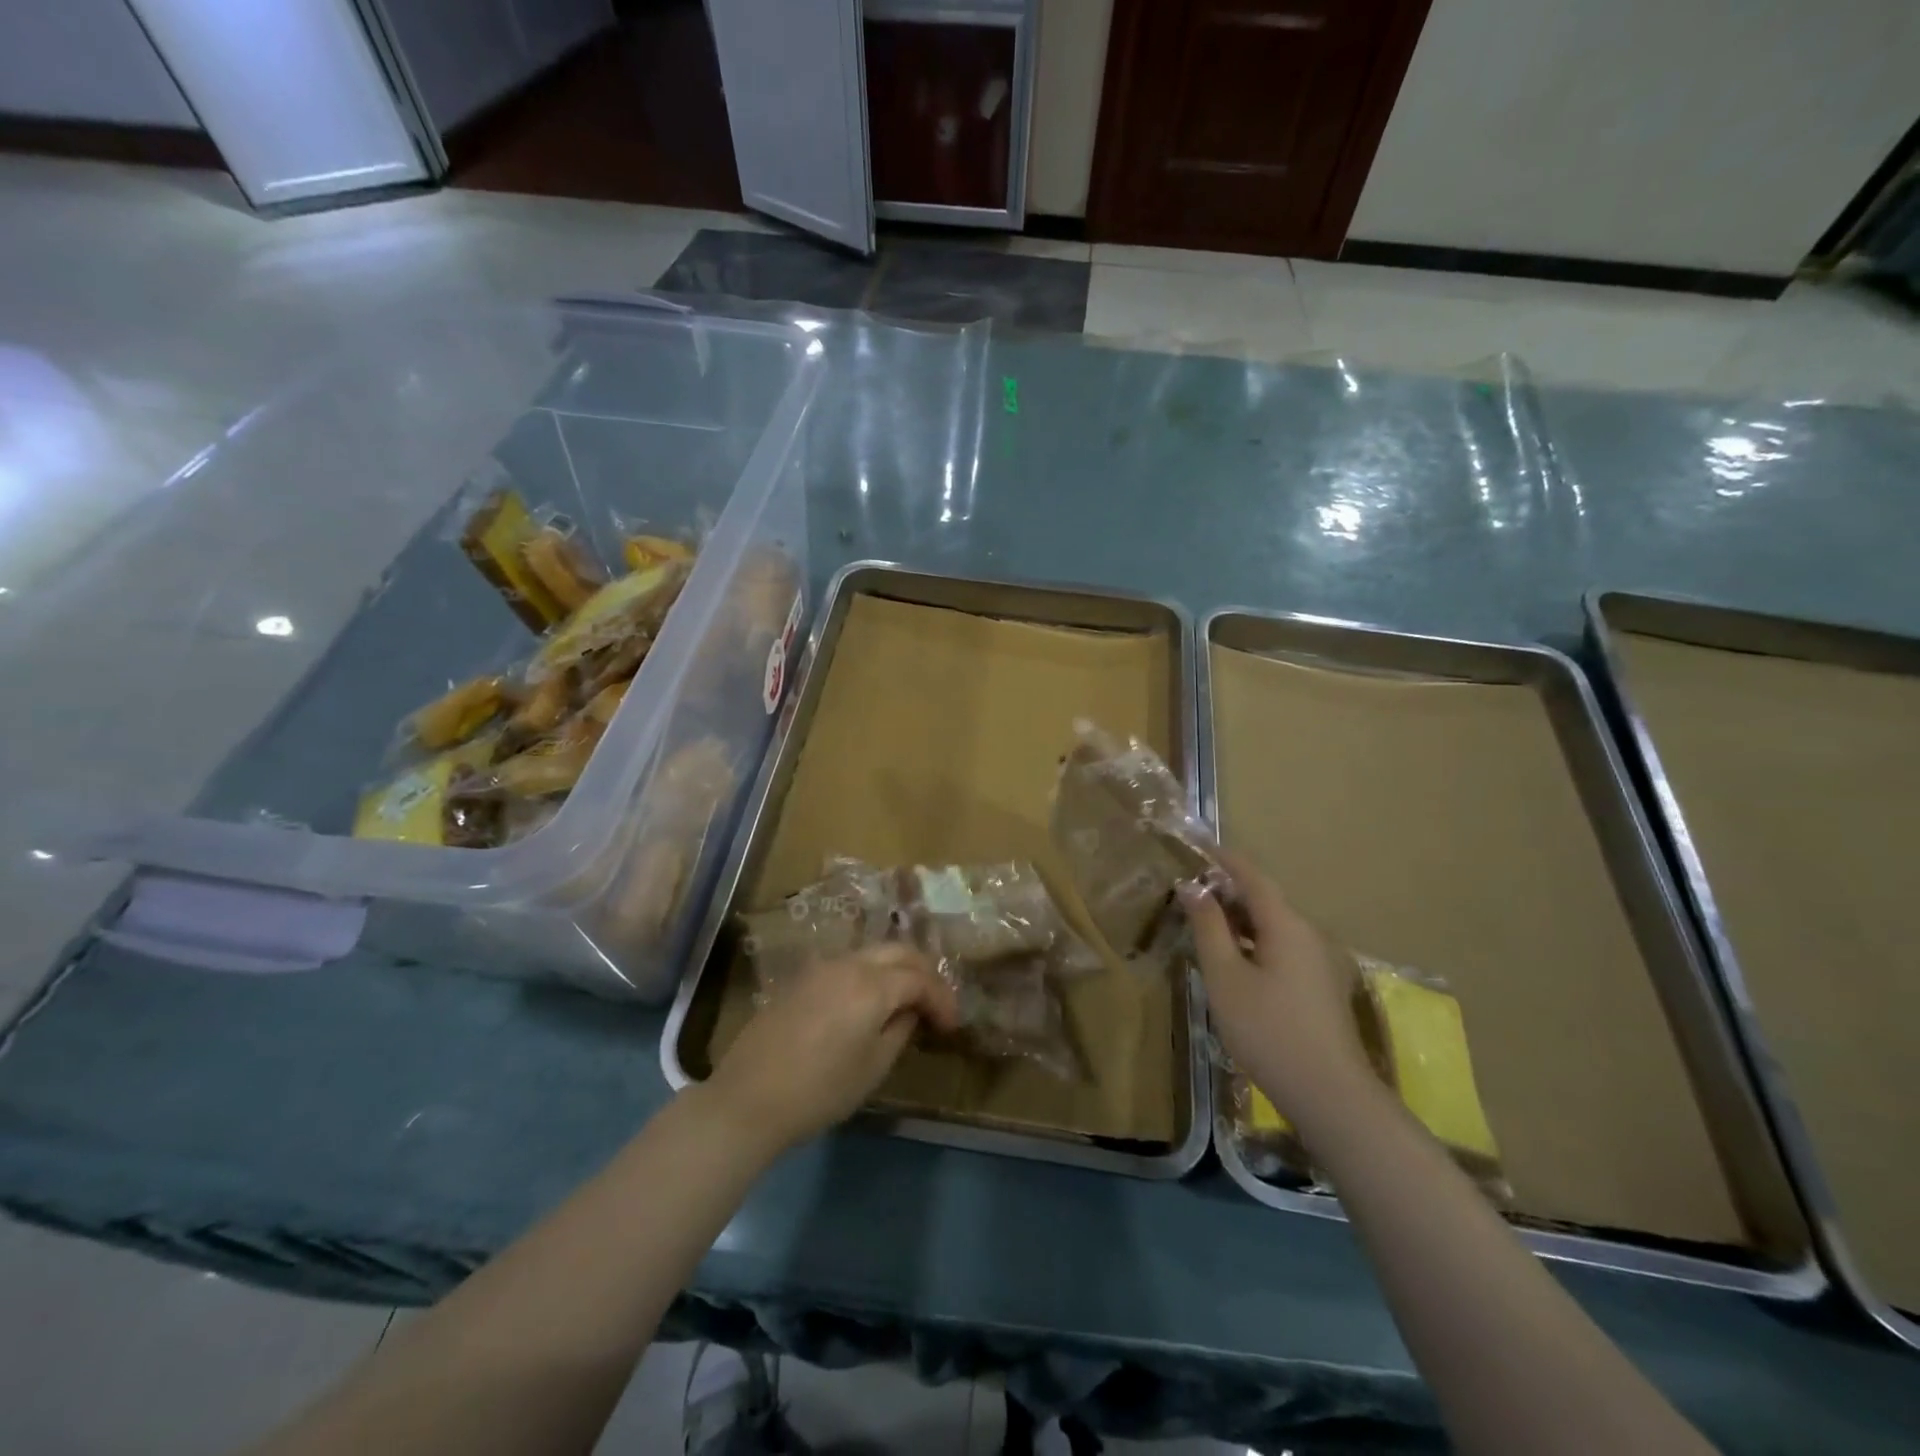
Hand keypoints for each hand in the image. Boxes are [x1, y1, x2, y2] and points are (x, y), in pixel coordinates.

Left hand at [708, 945, 959, 1152]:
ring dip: (896, 970)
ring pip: (872, 954)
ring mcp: (821, 968)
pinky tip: (871, 1001)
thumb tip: (911, 1011)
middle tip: (936, 1003)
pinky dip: (870, 975)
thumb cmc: (819, 1089)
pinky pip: (848, 965)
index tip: (953, 1025)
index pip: (919, 978)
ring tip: (907, 1000)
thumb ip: (900, 1030)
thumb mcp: (873, 1067)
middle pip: (898, 951)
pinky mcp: (801, 979)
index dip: (942, 999)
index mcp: (872, 985)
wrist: (748, 1098)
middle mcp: (848, 964)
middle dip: (924, 973)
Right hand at [1180, 849, 1375, 1125]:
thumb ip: (1208, 927)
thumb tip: (1192, 887)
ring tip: (1205, 925)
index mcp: (1287, 924)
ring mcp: (1322, 961)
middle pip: (1265, 900)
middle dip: (1228, 890)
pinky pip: (1284, 948)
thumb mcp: (1226, 977)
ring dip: (1240, 919)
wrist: (1330, 1094)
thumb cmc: (1268, 1030)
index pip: (1252, 876)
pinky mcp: (1323, 986)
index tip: (1197, 844)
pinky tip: (1235, 961)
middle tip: (1190, 892)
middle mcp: (1310, 934)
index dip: (1223, 858)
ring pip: (1275, 926)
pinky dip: (1256, 942)